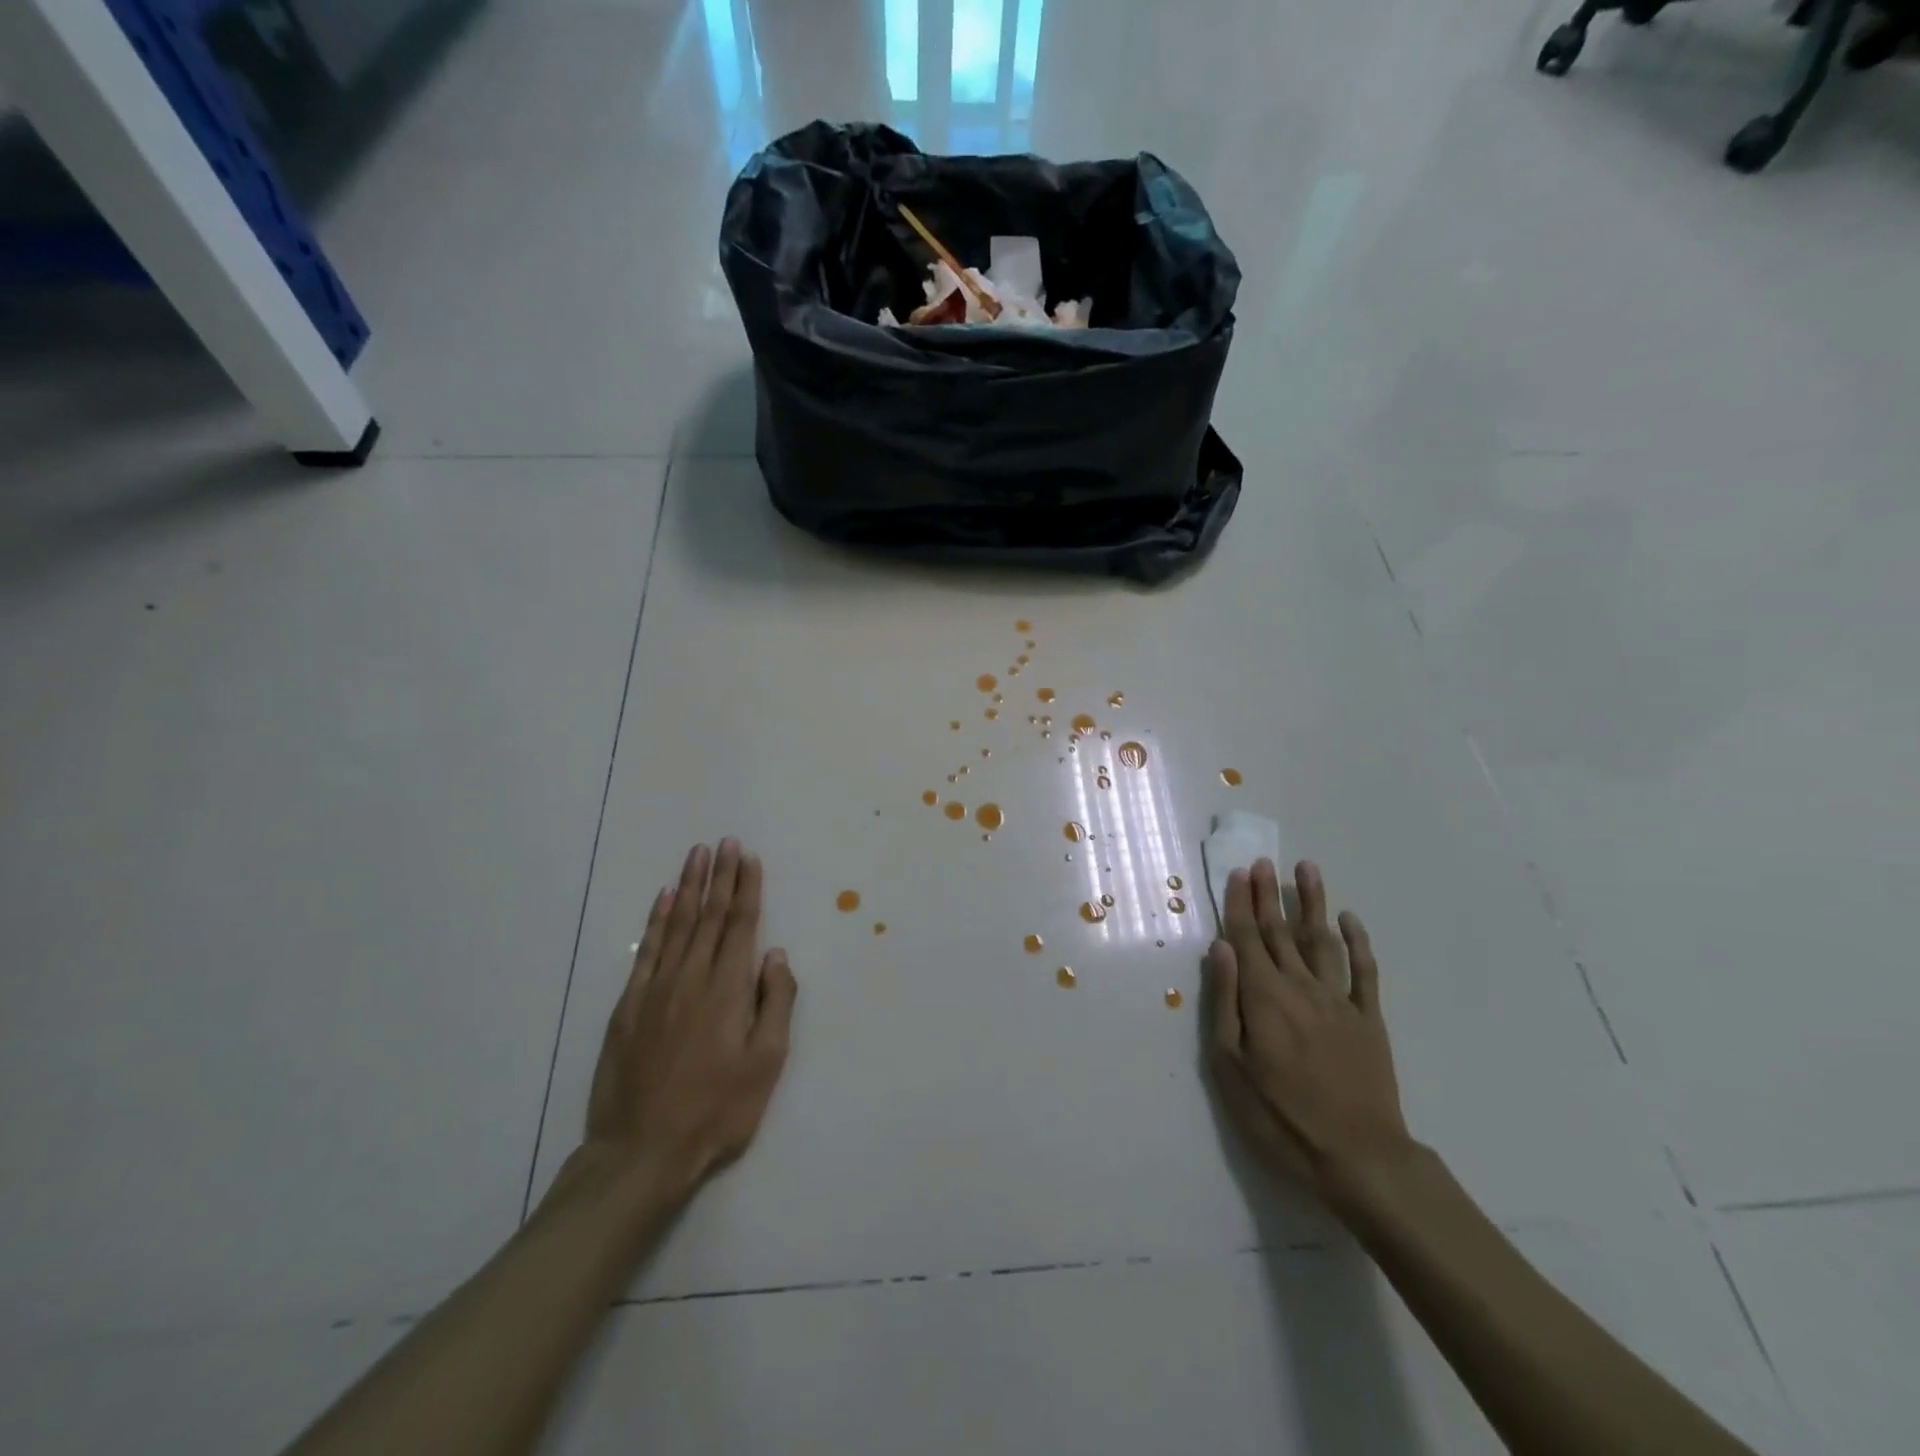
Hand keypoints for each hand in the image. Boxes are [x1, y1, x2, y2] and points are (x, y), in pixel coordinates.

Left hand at [582, 840, 796, 1198]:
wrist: (641, 1152)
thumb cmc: (717, 1110)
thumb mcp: (765, 1064)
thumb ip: (775, 1003)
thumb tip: (775, 955)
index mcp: (728, 989)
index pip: (741, 925)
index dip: (747, 888)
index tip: (749, 857)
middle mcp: (692, 977)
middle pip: (710, 916)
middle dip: (721, 876)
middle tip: (726, 842)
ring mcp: (656, 989)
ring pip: (678, 924)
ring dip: (690, 886)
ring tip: (698, 854)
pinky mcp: (629, 1006)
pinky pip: (647, 951)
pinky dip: (657, 920)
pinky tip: (664, 898)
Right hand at [1203, 859, 1411, 1200]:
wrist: (1359, 1157)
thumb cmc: (1280, 1115)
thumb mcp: (1231, 1065)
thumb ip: (1225, 1002)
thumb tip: (1220, 948)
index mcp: (1264, 997)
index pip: (1248, 938)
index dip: (1241, 904)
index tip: (1238, 872)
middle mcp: (1301, 987)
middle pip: (1280, 931)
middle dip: (1269, 894)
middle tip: (1263, 861)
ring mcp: (1339, 1001)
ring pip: (1322, 940)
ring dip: (1313, 904)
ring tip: (1307, 870)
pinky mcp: (1369, 1019)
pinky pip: (1364, 972)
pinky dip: (1358, 943)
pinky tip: (1350, 920)